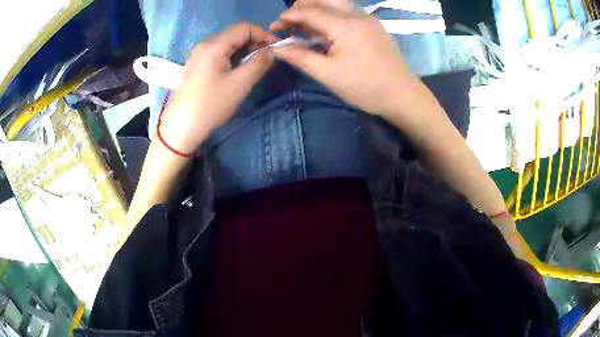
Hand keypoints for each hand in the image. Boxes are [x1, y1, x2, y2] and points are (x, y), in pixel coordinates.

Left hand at [158, 23, 276, 153]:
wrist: (182, 127)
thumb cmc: (211, 105)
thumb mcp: (240, 84)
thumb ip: (259, 63)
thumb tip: (271, 51)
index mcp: (214, 45)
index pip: (244, 27)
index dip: (263, 35)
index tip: (275, 49)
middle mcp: (205, 44)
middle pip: (235, 34)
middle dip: (254, 42)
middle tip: (266, 59)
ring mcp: (199, 55)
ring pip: (227, 44)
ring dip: (244, 51)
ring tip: (254, 66)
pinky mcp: (197, 65)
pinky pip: (219, 54)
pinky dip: (233, 57)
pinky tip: (237, 71)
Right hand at [271, 4, 422, 119]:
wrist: (402, 95)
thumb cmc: (365, 87)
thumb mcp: (328, 74)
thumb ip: (300, 57)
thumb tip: (276, 48)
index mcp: (344, 24)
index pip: (309, 11)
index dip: (289, 16)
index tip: (275, 25)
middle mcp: (356, 14)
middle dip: (302, 6)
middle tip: (289, 21)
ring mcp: (368, 18)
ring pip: (337, 2)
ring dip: (318, 8)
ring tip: (305, 23)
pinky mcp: (374, 25)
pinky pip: (348, 11)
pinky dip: (332, 14)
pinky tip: (326, 28)